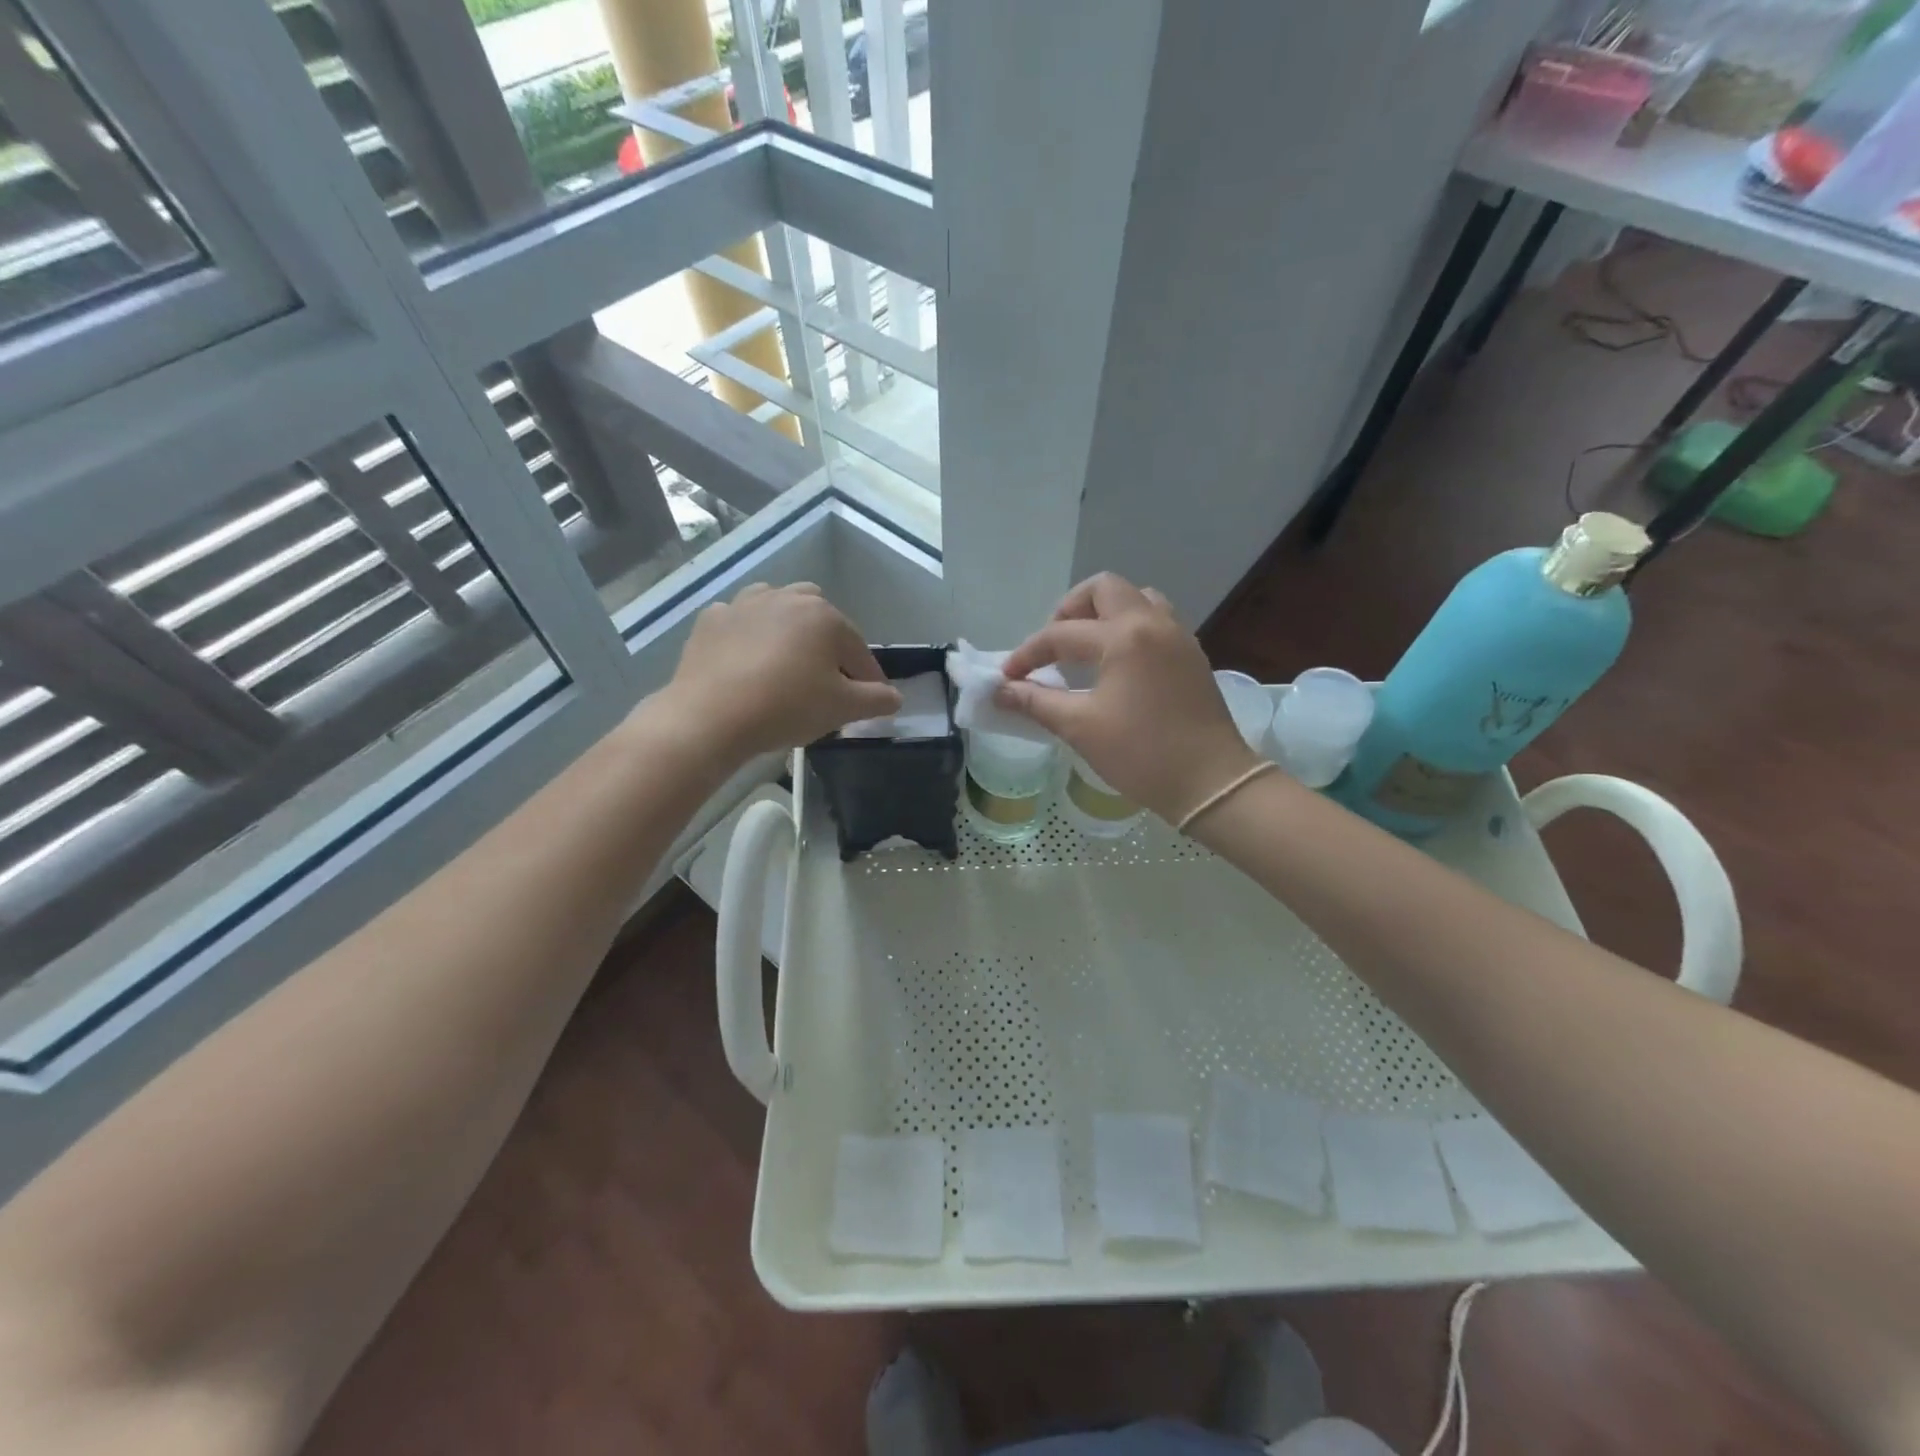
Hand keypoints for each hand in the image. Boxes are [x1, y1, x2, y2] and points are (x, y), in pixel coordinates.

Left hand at [661, 583, 900, 761]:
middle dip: (828, 644)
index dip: (868, 679)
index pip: (858, 651)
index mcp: (825, 617)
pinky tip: (745, 661)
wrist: (710, 715)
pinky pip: (739, 622)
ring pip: (778, 609)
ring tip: (785, 662)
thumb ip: (876, 700)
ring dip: (788, 630)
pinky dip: (747, 636)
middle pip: (820, 619)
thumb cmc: (787, 707)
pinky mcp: (712, 620)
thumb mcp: (842, 709)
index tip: (870, 701)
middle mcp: (788, 598)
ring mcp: (745, 604)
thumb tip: (895, 697)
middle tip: (824, 680)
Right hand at [996, 574, 1259, 822]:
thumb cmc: (1142, 754)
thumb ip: (1037, 702)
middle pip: (1105, 589)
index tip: (1007, 677)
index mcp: (1125, 636)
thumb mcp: (1081, 728)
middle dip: (1070, 609)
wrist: (1211, 782)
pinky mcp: (1191, 656)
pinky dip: (1129, 628)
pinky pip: (1156, 621)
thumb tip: (1001, 691)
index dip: (1028, 654)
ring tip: (1085, 648)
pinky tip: (1116, 664)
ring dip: (1105, 613)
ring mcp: (1178, 637)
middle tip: (1054, 645)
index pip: (1062, 633)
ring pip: (1137, 599)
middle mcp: (1154, 623)